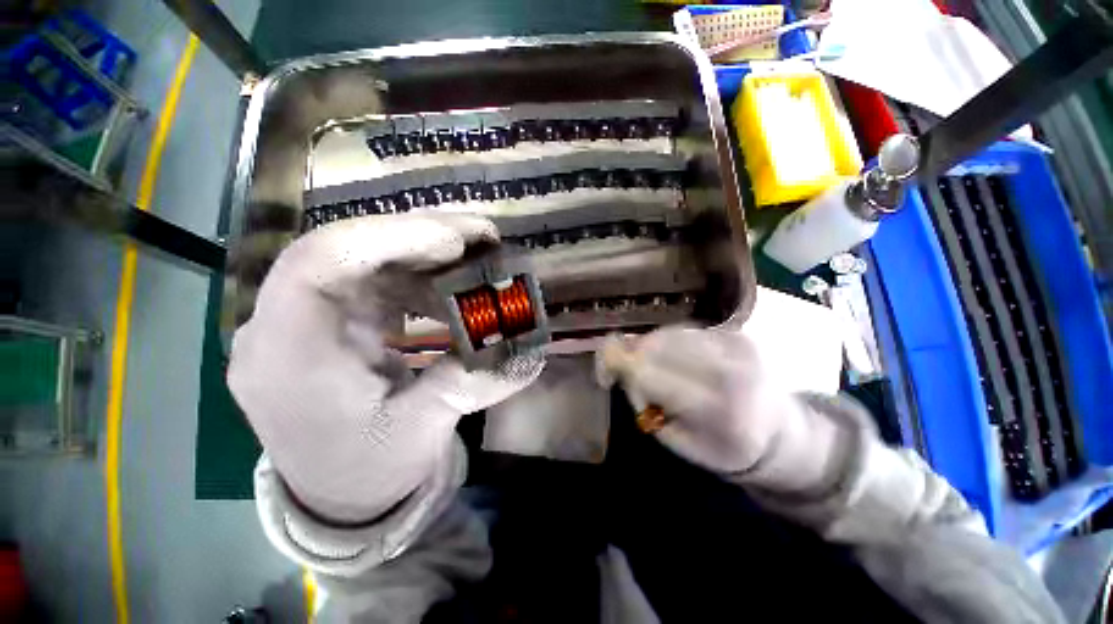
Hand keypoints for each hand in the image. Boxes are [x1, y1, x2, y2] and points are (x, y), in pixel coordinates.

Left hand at [228, 213, 543, 522]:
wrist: (342, 494)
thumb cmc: (368, 470)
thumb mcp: (420, 431)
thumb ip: (468, 384)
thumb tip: (528, 352)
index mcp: (290, 356)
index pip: (319, 262)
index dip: (391, 237)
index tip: (457, 240)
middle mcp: (285, 325)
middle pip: (346, 251)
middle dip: (420, 237)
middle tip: (483, 238)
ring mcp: (308, 319)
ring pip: (363, 259)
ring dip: (424, 252)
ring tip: (478, 254)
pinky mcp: (335, 320)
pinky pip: (375, 279)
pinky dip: (419, 273)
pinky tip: (453, 281)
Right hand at [598, 327, 844, 491]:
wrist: (784, 432)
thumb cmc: (726, 449)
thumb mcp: (680, 443)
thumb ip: (648, 405)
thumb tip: (624, 369)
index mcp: (720, 409)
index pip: (652, 373)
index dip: (619, 365)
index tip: (603, 374)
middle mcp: (732, 367)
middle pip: (657, 344)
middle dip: (630, 353)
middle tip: (620, 371)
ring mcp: (737, 344)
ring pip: (668, 332)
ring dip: (647, 347)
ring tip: (646, 366)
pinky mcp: (735, 332)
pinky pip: (683, 330)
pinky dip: (666, 342)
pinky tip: (668, 358)